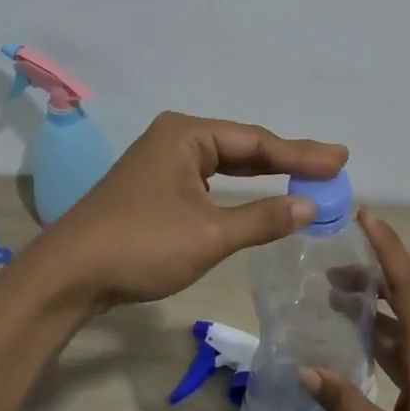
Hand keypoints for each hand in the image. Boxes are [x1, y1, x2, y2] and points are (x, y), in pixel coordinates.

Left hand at [31, 111, 347, 307]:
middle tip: (333, 165)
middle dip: (287, 159)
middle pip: (243, 147)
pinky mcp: (156, 186)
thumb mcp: (208, 234)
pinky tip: (260, 192)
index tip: (340, 160)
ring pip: (226, 163)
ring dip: (264, 173)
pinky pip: (210, 179)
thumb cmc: (141, 246)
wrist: (69, 275)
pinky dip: (239, 187)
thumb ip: (262, 218)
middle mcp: (175, 138)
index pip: (256, 142)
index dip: (301, 154)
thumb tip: (310, 206)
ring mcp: (163, 161)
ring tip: (308, 175)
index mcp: (186, 135)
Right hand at [302, 210, 409, 410]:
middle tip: (328, 264)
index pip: (405, 283)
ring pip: (405, 318)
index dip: (386, 246)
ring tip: (335, 295)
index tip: (365, 215)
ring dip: (374, 303)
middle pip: (403, 293)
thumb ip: (348, 407)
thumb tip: (306, 370)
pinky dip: (383, 328)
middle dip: (368, 272)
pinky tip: (362, 340)